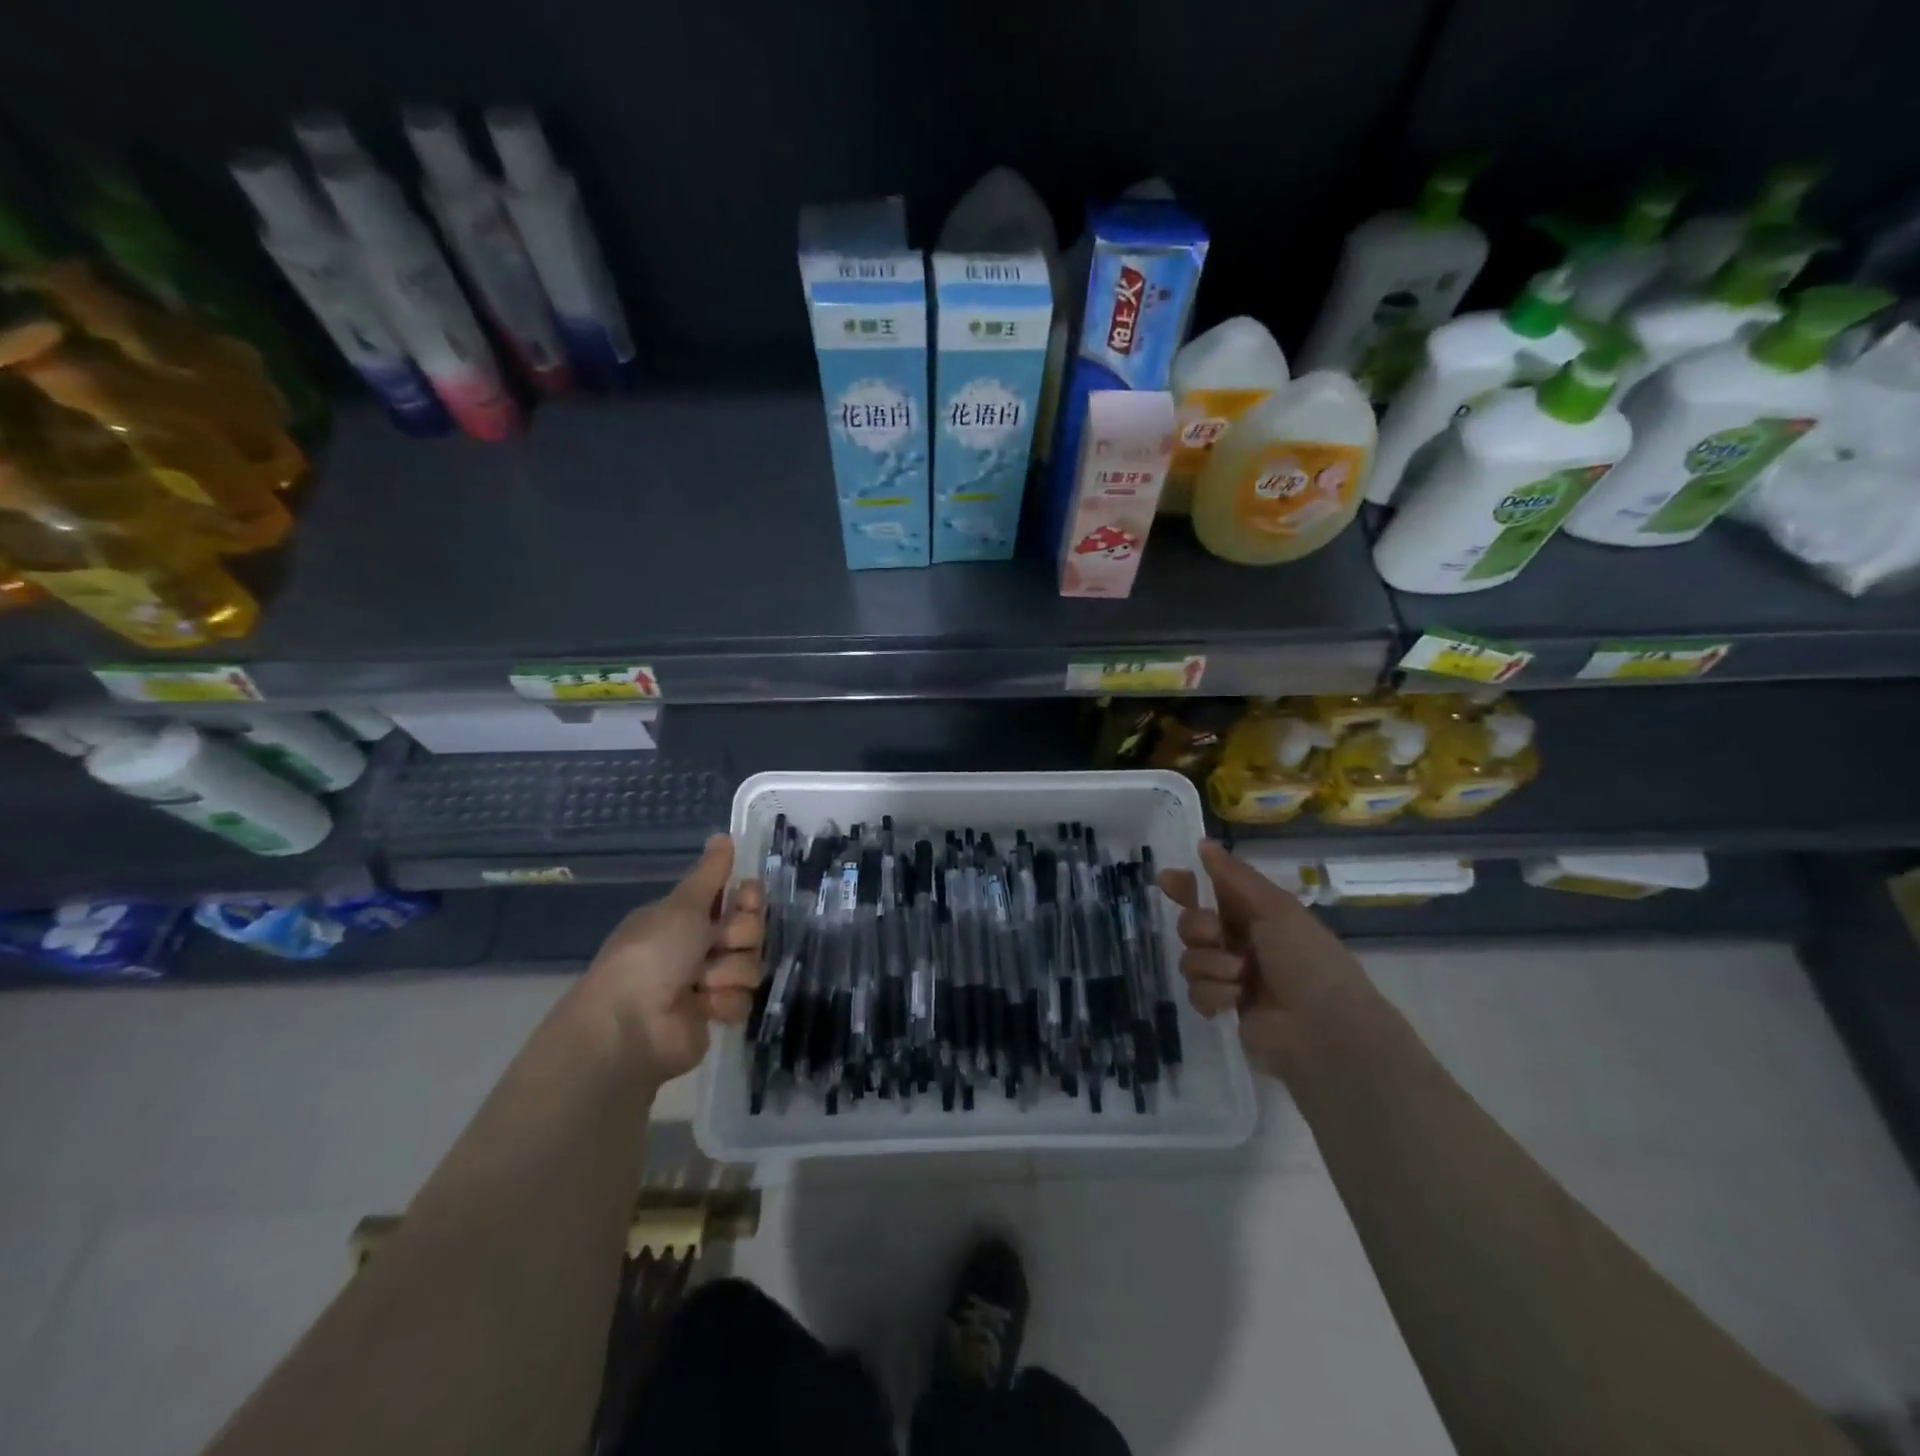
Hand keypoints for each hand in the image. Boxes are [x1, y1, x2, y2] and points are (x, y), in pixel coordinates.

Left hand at [580, 835, 764, 1086]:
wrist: (631, 1024)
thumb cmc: (653, 954)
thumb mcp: (683, 905)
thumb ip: (710, 872)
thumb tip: (723, 835)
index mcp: (687, 917)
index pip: (737, 898)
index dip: (749, 898)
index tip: (747, 897)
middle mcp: (699, 946)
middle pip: (751, 930)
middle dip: (740, 936)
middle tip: (717, 943)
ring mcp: (709, 982)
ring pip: (751, 964)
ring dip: (729, 972)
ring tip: (701, 983)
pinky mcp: (716, 1014)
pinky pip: (744, 999)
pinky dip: (725, 1001)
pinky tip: (703, 1007)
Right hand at [1158, 839, 1378, 1084]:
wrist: (1325, 1031)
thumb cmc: (1307, 960)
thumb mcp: (1275, 909)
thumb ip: (1234, 876)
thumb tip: (1204, 843)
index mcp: (1257, 914)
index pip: (1211, 892)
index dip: (1187, 886)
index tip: (1168, 881)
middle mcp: (1241, 942)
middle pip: (1191, 924)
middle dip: (1198, 928)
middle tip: (1216, 936)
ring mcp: (1231, 976)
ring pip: (1190, 958)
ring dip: (1212, 965)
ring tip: (1240, 978)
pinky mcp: (1224, 1008)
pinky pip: (1195, 992)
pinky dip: (1214, 994)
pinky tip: (1235, 1001)